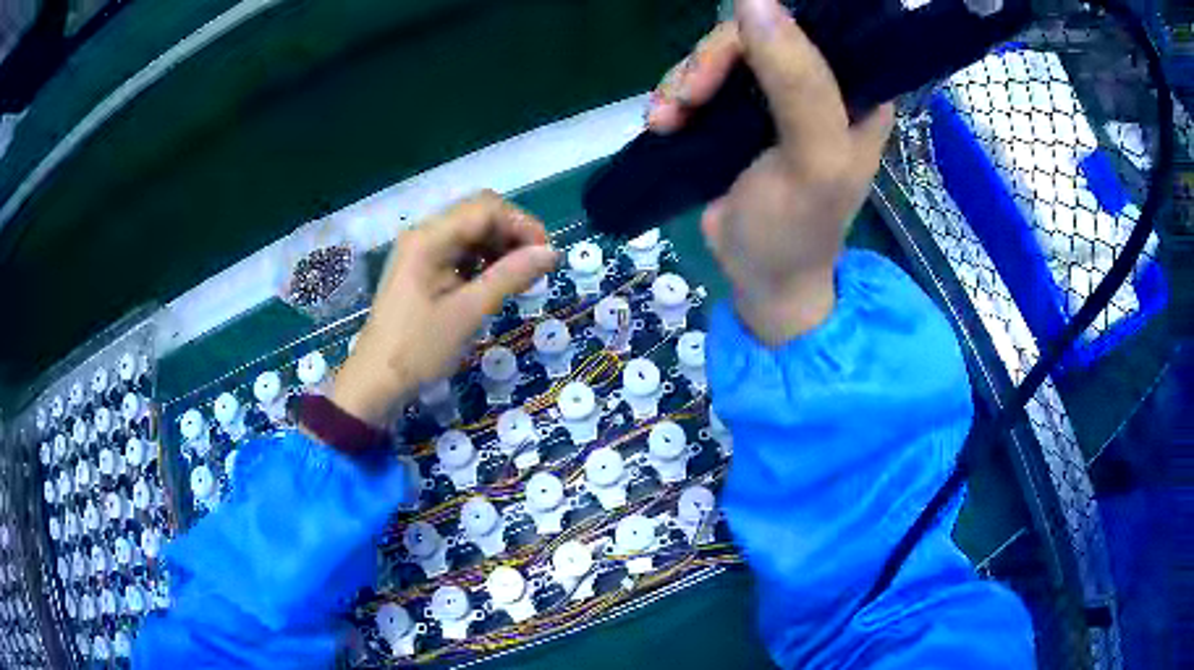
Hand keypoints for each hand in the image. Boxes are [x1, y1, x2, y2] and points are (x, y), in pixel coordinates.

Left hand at [332, 191, 557, 426]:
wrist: (377, 381)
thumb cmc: (420, 348)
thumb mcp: (469, 312)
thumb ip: (510, 276)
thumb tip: (551, 253)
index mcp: (429, 238)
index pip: (486, 208)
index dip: (522, 224)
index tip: (546, 255)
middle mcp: (424, 235)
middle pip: (478, 214)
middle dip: (512, 234)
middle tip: (536, 267)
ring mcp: (421, 251)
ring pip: (471, 233)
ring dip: (500, 247)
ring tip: (520, 278)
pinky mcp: (422, 269)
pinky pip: (459, 251)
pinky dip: (483, 261)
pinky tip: (495, 283)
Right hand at [646, 0, 893, 345]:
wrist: (759, 279)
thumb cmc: (797, 229)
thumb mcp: (812, 159)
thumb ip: (797, 80)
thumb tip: (753, 0)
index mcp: (856, 93)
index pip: (814, 29)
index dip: (768, 29)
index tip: (728, 61)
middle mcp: (821, 86)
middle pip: (758, 34)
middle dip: (712, 61)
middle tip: (688, 98)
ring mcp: (776, 98)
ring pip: (722, 54)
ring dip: (685, 80)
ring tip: (667, 118)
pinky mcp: (739, 113)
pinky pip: (701, 79)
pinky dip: (675, 95)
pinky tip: (663, 121)